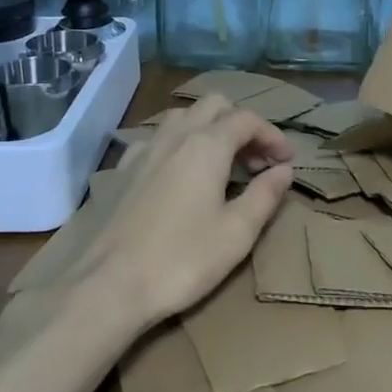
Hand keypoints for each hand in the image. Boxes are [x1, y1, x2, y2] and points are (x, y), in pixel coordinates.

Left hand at [80, 94, 294, 329]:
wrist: (106, 286)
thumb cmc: (181, 260)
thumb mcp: (237, 233)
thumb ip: (265, 195)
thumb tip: (284, 170)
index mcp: (207, 145)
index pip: (248, 119)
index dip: (272, 135)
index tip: (286, 161)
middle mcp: (175, 136)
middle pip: (215, 105)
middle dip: (241, 124)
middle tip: (255, 161)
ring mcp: (144, 150)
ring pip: (182, 116)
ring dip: (208, 128)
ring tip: (220, 164)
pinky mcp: (122, 170)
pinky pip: (157, 139)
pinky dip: (178, 144)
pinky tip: (178, 175)